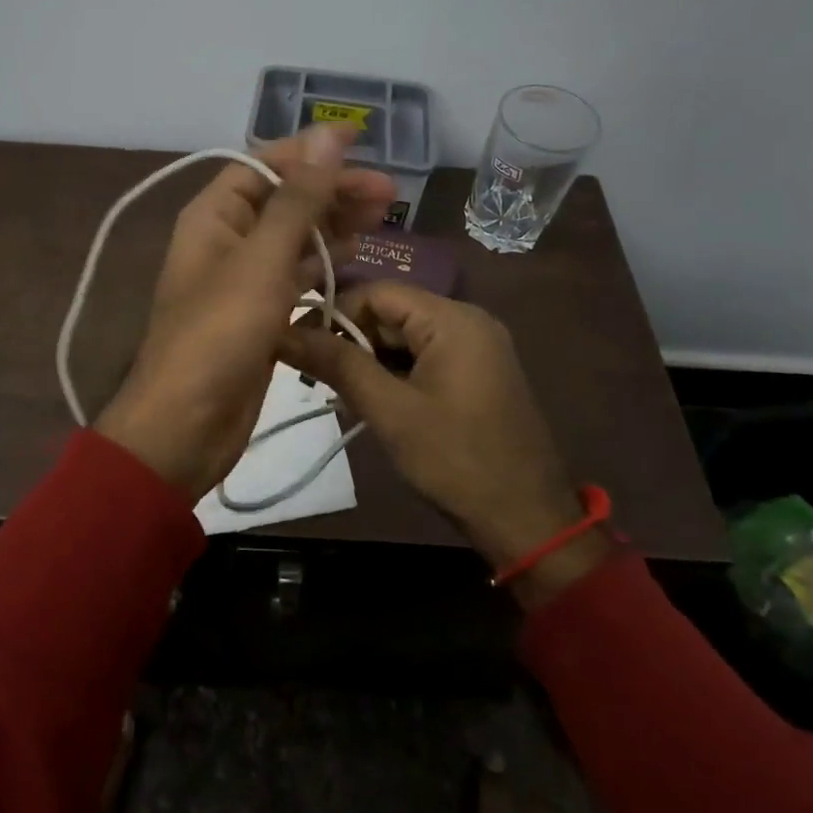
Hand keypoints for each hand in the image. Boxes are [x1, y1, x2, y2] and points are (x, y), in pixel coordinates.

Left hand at [96, 125, 395, 501]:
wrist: (186, 424)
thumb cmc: (219, 333)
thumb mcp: (262, 259)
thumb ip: (298, 198)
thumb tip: (327, 134)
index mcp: (214, 216)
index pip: (264, 165)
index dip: (310, 151)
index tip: (360, 142)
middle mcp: (226, 239)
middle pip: (284, 199)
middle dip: (333, 190)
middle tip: (389, 194)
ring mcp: (243, 279)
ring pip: (294, 238)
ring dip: (334, 224)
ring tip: (384, 217)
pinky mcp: (259, 314)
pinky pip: (296, 276)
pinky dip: (324, 263)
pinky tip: (356, 256)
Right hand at [282, 282, 612, 604]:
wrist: (527, 520)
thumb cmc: (455, 460)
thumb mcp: (390, 410)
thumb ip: (338, 364)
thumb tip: (284, 332)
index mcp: (452, 319)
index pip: (377, 293)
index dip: (333, 313)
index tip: (297, 343)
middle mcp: (467, 322)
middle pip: (391, 314)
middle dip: (349, 341)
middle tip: (312, 376)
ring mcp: (476, 348)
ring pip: (404, 339)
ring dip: (368, 361)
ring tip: (334, 393)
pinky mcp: (476, 374)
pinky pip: (423, 359)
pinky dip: (393, 375)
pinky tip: (368, 402)